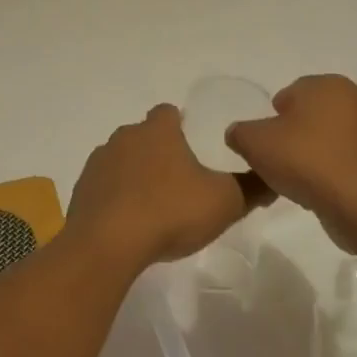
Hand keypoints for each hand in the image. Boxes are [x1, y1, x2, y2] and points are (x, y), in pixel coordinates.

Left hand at [67, 104, 252, 270]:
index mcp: (158, 131)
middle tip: (179, 181)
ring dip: (135, 174)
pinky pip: (104, 186)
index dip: (180, 124)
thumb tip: (274, 177)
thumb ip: (252, 188)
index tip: (193, 144)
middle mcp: (125, 137)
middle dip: (159, 152)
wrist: (107, 245)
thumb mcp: (224, 202)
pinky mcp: (81, 190)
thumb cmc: (170, 212)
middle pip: (144, 135)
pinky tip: (128, 223)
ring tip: (153, 206)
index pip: (168, 112)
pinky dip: (115, 197)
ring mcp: (98, 163)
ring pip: (121, 159)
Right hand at [224, 74, 356, 249]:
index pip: (292, 93)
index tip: (267, 142)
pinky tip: (322, 189)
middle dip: (298, 131)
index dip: (274, 117)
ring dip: (318, 150)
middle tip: (281, 159)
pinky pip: (350, 158)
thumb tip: (238, 134)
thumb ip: (240, 132)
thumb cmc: (306, 160)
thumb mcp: (255, 143)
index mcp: (328, 83)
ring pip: (334, 135)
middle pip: (315, 112)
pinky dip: (336, 168)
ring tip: (301, 178)